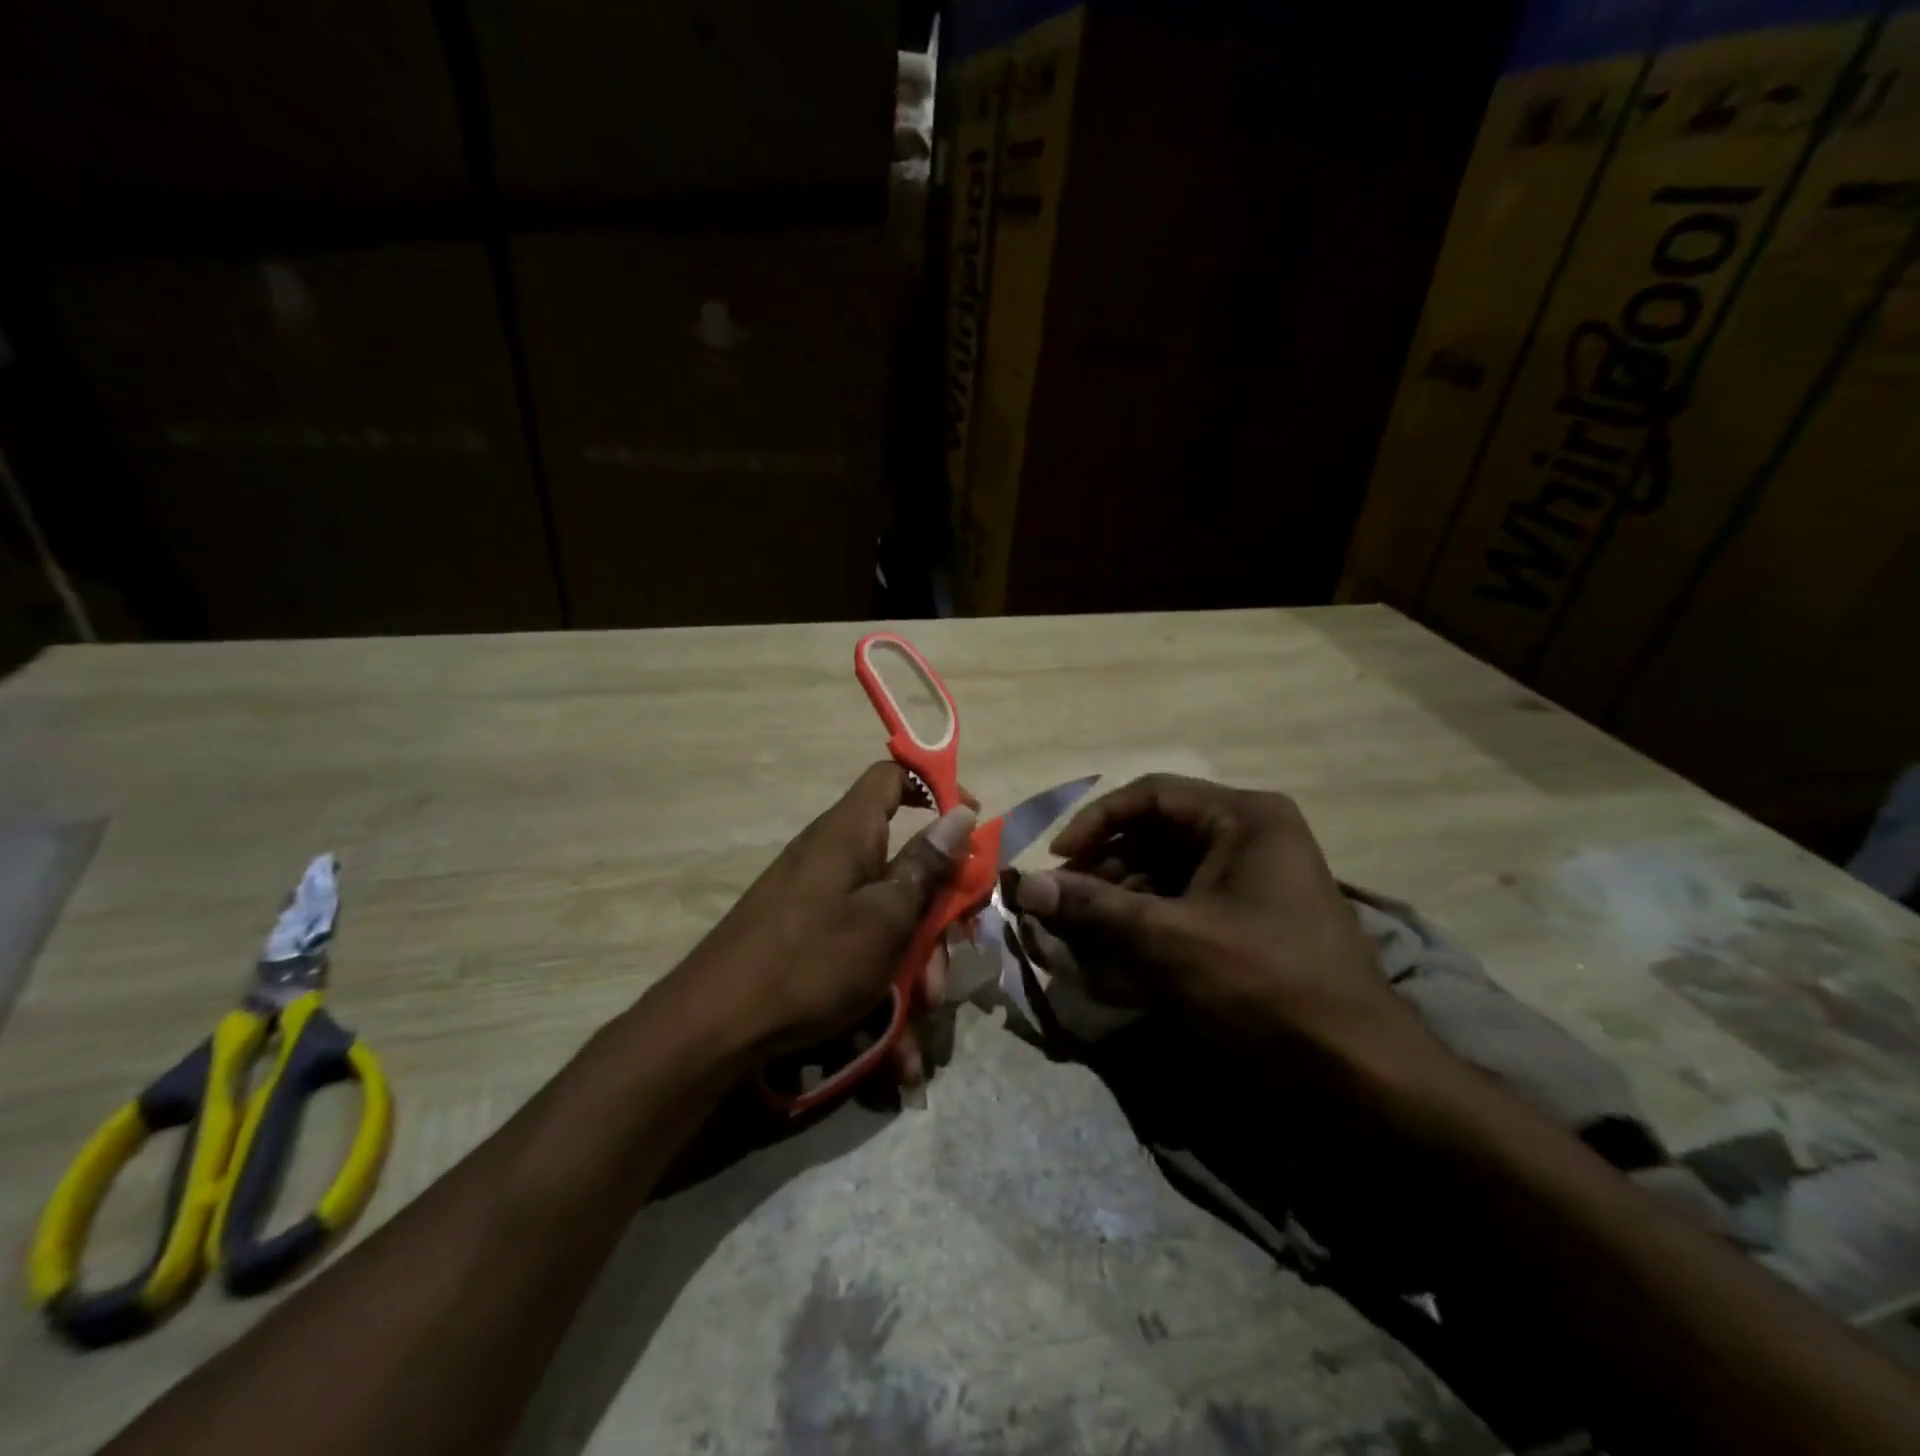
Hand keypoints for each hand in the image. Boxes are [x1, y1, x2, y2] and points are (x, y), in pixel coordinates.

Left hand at [672, 762, 974, 1085]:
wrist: (714, 1028)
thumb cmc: (811, 960)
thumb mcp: (885, 916)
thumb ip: (926, 865)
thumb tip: (962, 813)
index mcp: (850, 833)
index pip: (893, 777)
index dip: (936, 788)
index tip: (972, 825)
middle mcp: (835, 857)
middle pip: (904, 861)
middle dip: (938, 912)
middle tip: (956, 952)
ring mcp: (820, 900)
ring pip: (889, 916)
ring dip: (916, 963)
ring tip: (923, 1014)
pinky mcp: (809, 938)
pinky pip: (861, 950)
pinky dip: (883, 990)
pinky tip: (897, 1051)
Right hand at [1014, 774, 1432, 1074]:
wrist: (1358, 1074)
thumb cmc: (1262, 986)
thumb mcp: (1167, 940)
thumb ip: (1091, 907)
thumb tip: (1019, 885)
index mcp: (1244, 818)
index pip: (1150, 795)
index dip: (1094, 823)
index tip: (1055, 861)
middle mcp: (1252, 835)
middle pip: (1157, 832)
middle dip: (1105, 865)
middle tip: (1064, 903)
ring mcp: (1256, 879)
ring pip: (1168, 870)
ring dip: (1122, 896)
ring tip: (1084, 930)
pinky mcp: (1253, 920)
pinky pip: (1187, 902)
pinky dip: (1149, 920)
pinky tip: (1120, 949)